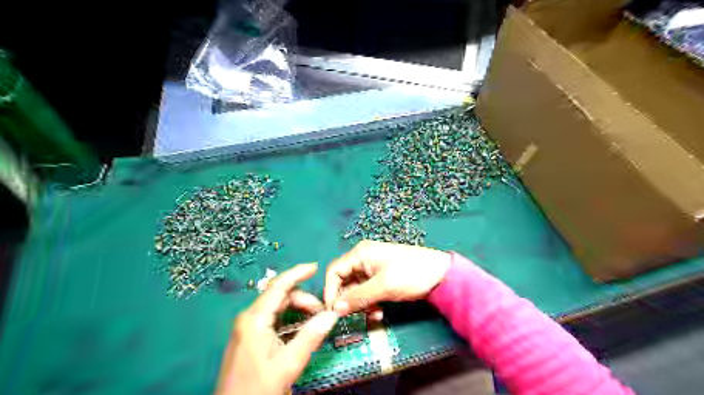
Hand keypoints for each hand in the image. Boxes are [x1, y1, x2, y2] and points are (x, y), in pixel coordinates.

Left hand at [219, 263, 338, 394]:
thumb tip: (331, 315)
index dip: (297, 273)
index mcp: (255, 319)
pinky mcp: (249, 336)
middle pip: (280, 297)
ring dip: (297, 310)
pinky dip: (289, 319)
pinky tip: (301, 330)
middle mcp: (249, 317)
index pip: (279, 286)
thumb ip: (311, 336)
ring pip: (277, 307)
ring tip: (315, 323)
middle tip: (322, 313)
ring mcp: (248, 327)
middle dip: (303, 300)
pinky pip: (273, 319)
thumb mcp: (288, 363)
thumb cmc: (258, 388)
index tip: (315, 267)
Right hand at [324, 238, 450, 316]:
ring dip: (360, 304)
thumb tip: (335, 309)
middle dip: (348, 299)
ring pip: (356, 288)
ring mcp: (373, 268)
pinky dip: (370, 302)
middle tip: (354, 316)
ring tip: (373, 314)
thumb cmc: (410, 274)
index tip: (332, 311)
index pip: (335, 271)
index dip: (330, 291)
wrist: (441, 273)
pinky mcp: (382, 277)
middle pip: (345, 281)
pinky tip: (379, 312)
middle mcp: (363, 259)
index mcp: (360, 254)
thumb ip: (357, 297)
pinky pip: (367, 291)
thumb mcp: (383, 287)